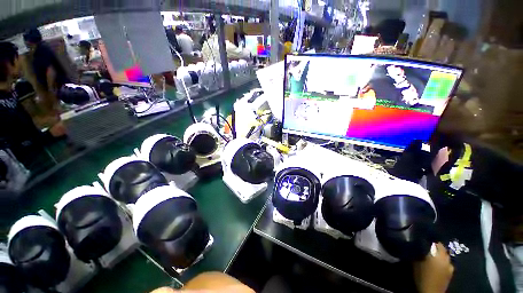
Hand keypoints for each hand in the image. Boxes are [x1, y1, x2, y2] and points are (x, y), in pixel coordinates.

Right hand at [413, 243, 453, 292]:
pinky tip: (437, 264)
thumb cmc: (422, 276)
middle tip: (426, 248)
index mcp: (438, 254)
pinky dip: (443, 261)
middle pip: (442, 248)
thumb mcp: (416, 263)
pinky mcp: (451, 272)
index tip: (422, 239)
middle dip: (435, 247)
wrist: (431, 291)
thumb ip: (418, 253)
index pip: (435, 242)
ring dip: (439, 254)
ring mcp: (450, 265)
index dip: (429, 240)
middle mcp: (446, 257)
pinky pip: (447, 262)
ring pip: (445, 255)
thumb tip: (417, 245)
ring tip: (432, 256)